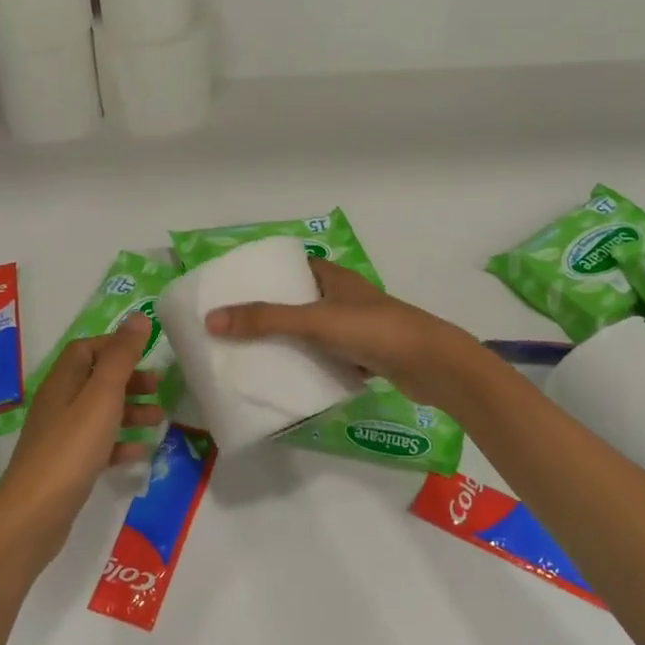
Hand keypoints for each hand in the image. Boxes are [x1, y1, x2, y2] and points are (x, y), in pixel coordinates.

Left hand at [0, 314, 159, 578]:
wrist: (33, 516)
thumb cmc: (70, 449)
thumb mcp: (102, 397)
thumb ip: (122, 357)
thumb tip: (138, 317)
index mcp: (62, 382)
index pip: (86, 349)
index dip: (115, 347)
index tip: (147, 355)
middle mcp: (58, 404)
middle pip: (95, 380)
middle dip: (129, 380)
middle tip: (159, 387)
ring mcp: (61, 437)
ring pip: (100, 413)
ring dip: (130, 411)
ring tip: (160, 420)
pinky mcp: (67, 466)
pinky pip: (98, 445)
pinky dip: (120, 444)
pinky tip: (141, 453)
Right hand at [204, 259, 476, 405]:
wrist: (432, 365)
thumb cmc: (373, 330)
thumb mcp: (314, 321)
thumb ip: (265, 320)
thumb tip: (211, 320)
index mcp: (334, 277)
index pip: (294, 267)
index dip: (266, 274)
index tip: (235, 289)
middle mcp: (345, 297)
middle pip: (300, 300)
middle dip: (272, 312)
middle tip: (236, 327)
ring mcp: (358, 327)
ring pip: (314, 330)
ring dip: (290, 340)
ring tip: (253, 354)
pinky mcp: (368, 355)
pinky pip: (330, 356)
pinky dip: (312, 364)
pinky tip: (291, 377)